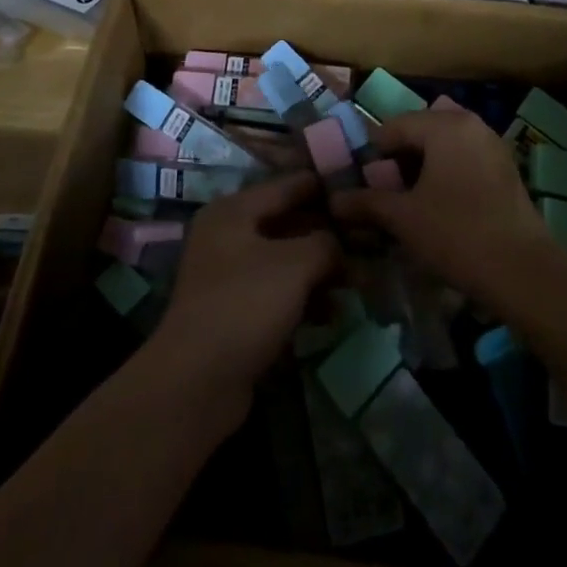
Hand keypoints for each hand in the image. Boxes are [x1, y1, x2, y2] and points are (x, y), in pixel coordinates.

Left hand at [150, 173, 340, 417]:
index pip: (287, 185)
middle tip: (368, 239)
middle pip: (287, 223)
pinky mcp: (236, 313)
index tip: (359, 188)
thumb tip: (340, 244)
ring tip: (359, 280)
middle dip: (327, 233)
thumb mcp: (294, 264)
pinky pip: (278, 293)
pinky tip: (334, 314)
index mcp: (233, 210)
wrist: (197, 381)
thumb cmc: (245, 304)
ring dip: (320, 270)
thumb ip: (325, 243)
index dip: (323, 186)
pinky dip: (305, 299)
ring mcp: (229, 276)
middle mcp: (227, 235)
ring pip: (285, 261)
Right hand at [332, 102, 565, 316]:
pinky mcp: (506, 169)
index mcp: (444, 124)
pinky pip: (464, 159)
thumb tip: (333, 200)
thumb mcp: (403, 218)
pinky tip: (438, 207)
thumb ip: (366, 202)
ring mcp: (492, 145)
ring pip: (443, 146)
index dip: (372, 155)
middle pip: (420, 132)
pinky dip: (445, 174)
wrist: (524, 273)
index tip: (361, 185)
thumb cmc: (457, 234)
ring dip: (422, 167)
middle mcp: (471, 124)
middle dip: (398, 160)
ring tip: (409, 202)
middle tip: (384, 193)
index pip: (393, 127)